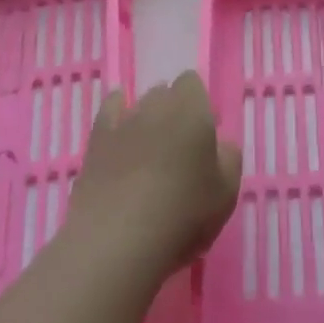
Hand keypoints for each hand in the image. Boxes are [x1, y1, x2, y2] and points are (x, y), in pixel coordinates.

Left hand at [71, 71, 241, 280]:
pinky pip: (108, 115)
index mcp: (192, 109)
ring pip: (136, 105)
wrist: (118, 238)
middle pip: (164, 93)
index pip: (192, 83)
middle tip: (180, 147)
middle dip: (172, 110)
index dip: (198, 104)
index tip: (204, 133)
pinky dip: (116, 119)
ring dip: (145, 119)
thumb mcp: (226, 191)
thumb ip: (228, 158)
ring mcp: (121, 121)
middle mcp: (155, 105)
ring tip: (150, 151)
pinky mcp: (95, 142)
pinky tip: (120, 136)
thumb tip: (219, 144)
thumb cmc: (183, 213)